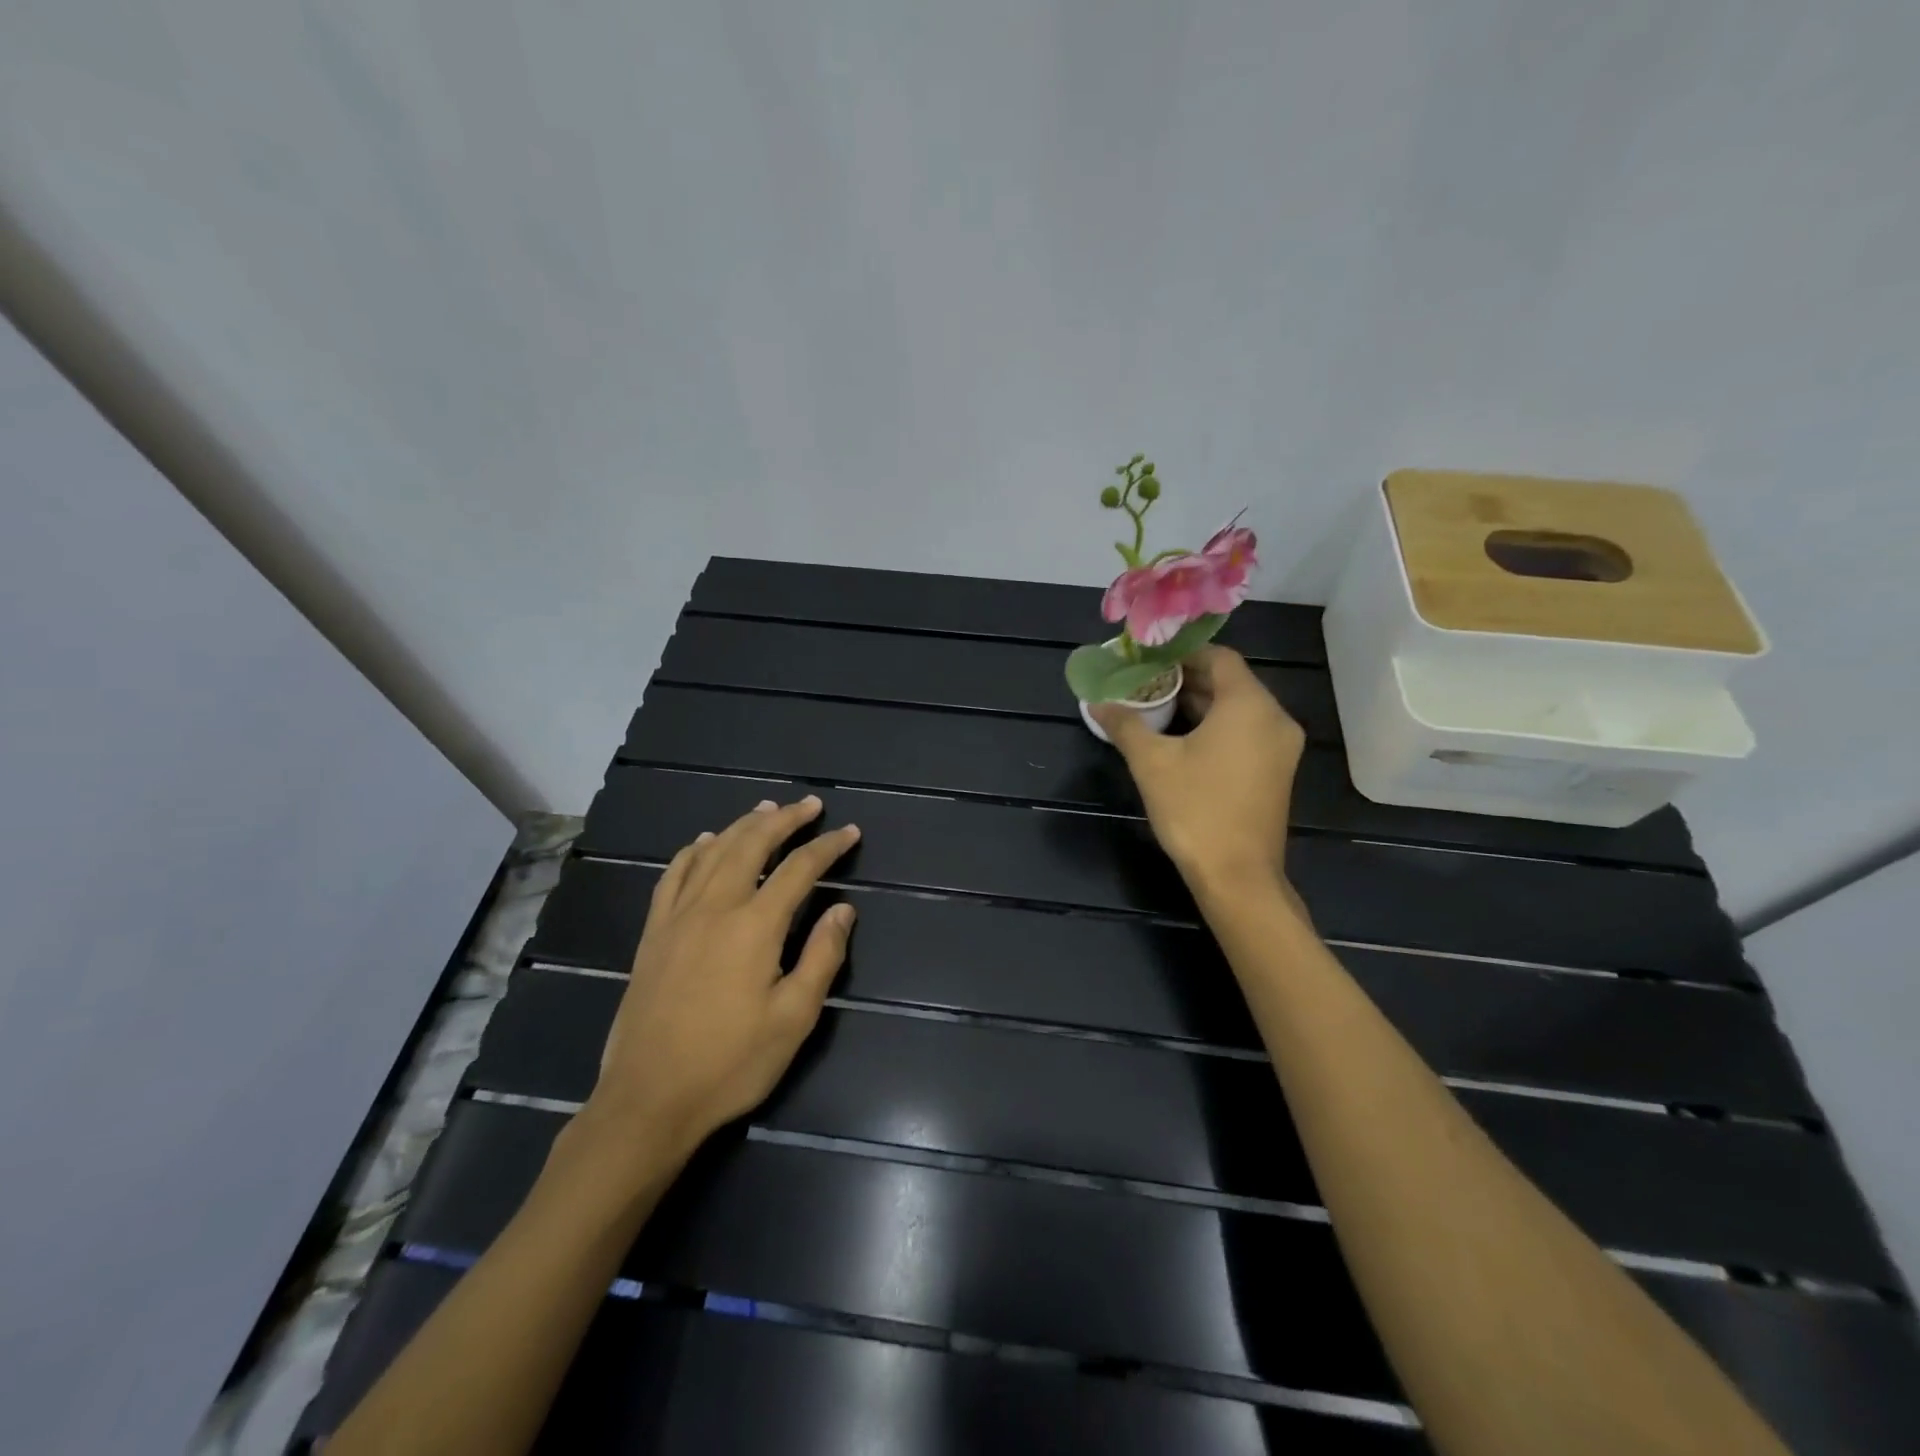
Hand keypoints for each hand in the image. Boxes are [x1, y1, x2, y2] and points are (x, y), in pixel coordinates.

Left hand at [579, 795, 860, 1164]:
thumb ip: (822, 957)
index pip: (799, 869)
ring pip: (713, 852)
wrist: (648, 1099)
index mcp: (754, 926)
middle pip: (752, 844)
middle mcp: (715, 907)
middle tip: (809, 805)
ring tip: (766, 808)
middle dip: (785, 819)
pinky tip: (704, 843)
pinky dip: (693, 851)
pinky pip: (673, 876)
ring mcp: (678, 917)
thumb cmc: (730, 1063)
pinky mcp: (653, 934)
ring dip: (743, 825)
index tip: (850, 832)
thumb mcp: (793, 1018)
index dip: (828, 846)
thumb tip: (843, 910)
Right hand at [1092, 646, 1304, 892]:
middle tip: (1145, 682)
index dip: (1182, 654)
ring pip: (1238, 708)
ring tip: (1155, 707)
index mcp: (1249, 705)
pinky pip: (1246, 732)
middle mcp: (1274, 718)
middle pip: (1230, 682)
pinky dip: (1216, 726)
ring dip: (1199, 704)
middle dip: (1187, 679)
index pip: (1219, 657)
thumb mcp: (1151, 763)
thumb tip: (1098, 703)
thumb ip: (1125, 725)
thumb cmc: (1195, 810)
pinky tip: (1181, 738)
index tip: (1148, 659)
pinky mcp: (1276, 771)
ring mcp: (1280, 747)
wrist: (1237, 876)